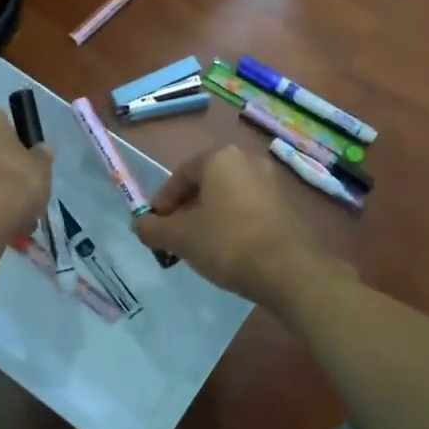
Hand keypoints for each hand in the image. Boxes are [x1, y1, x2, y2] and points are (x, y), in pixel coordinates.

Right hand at [132, 145, 349, 307]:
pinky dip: (233, 223)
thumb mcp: (180, 238)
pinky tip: (228, 250)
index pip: (181, 174)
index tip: (155, 225)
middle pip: (206, 183)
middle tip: (175, 236)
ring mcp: (272, 182)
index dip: (163, 200)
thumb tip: (139, 225)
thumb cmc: (227, 243)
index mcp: (220, 158)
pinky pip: (250, 209)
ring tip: (199, 246)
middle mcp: (248, 161)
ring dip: (210, 217)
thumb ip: (153, 228)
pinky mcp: (288, 206)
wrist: (289, 270)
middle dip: (187, 209)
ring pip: (229, 197)